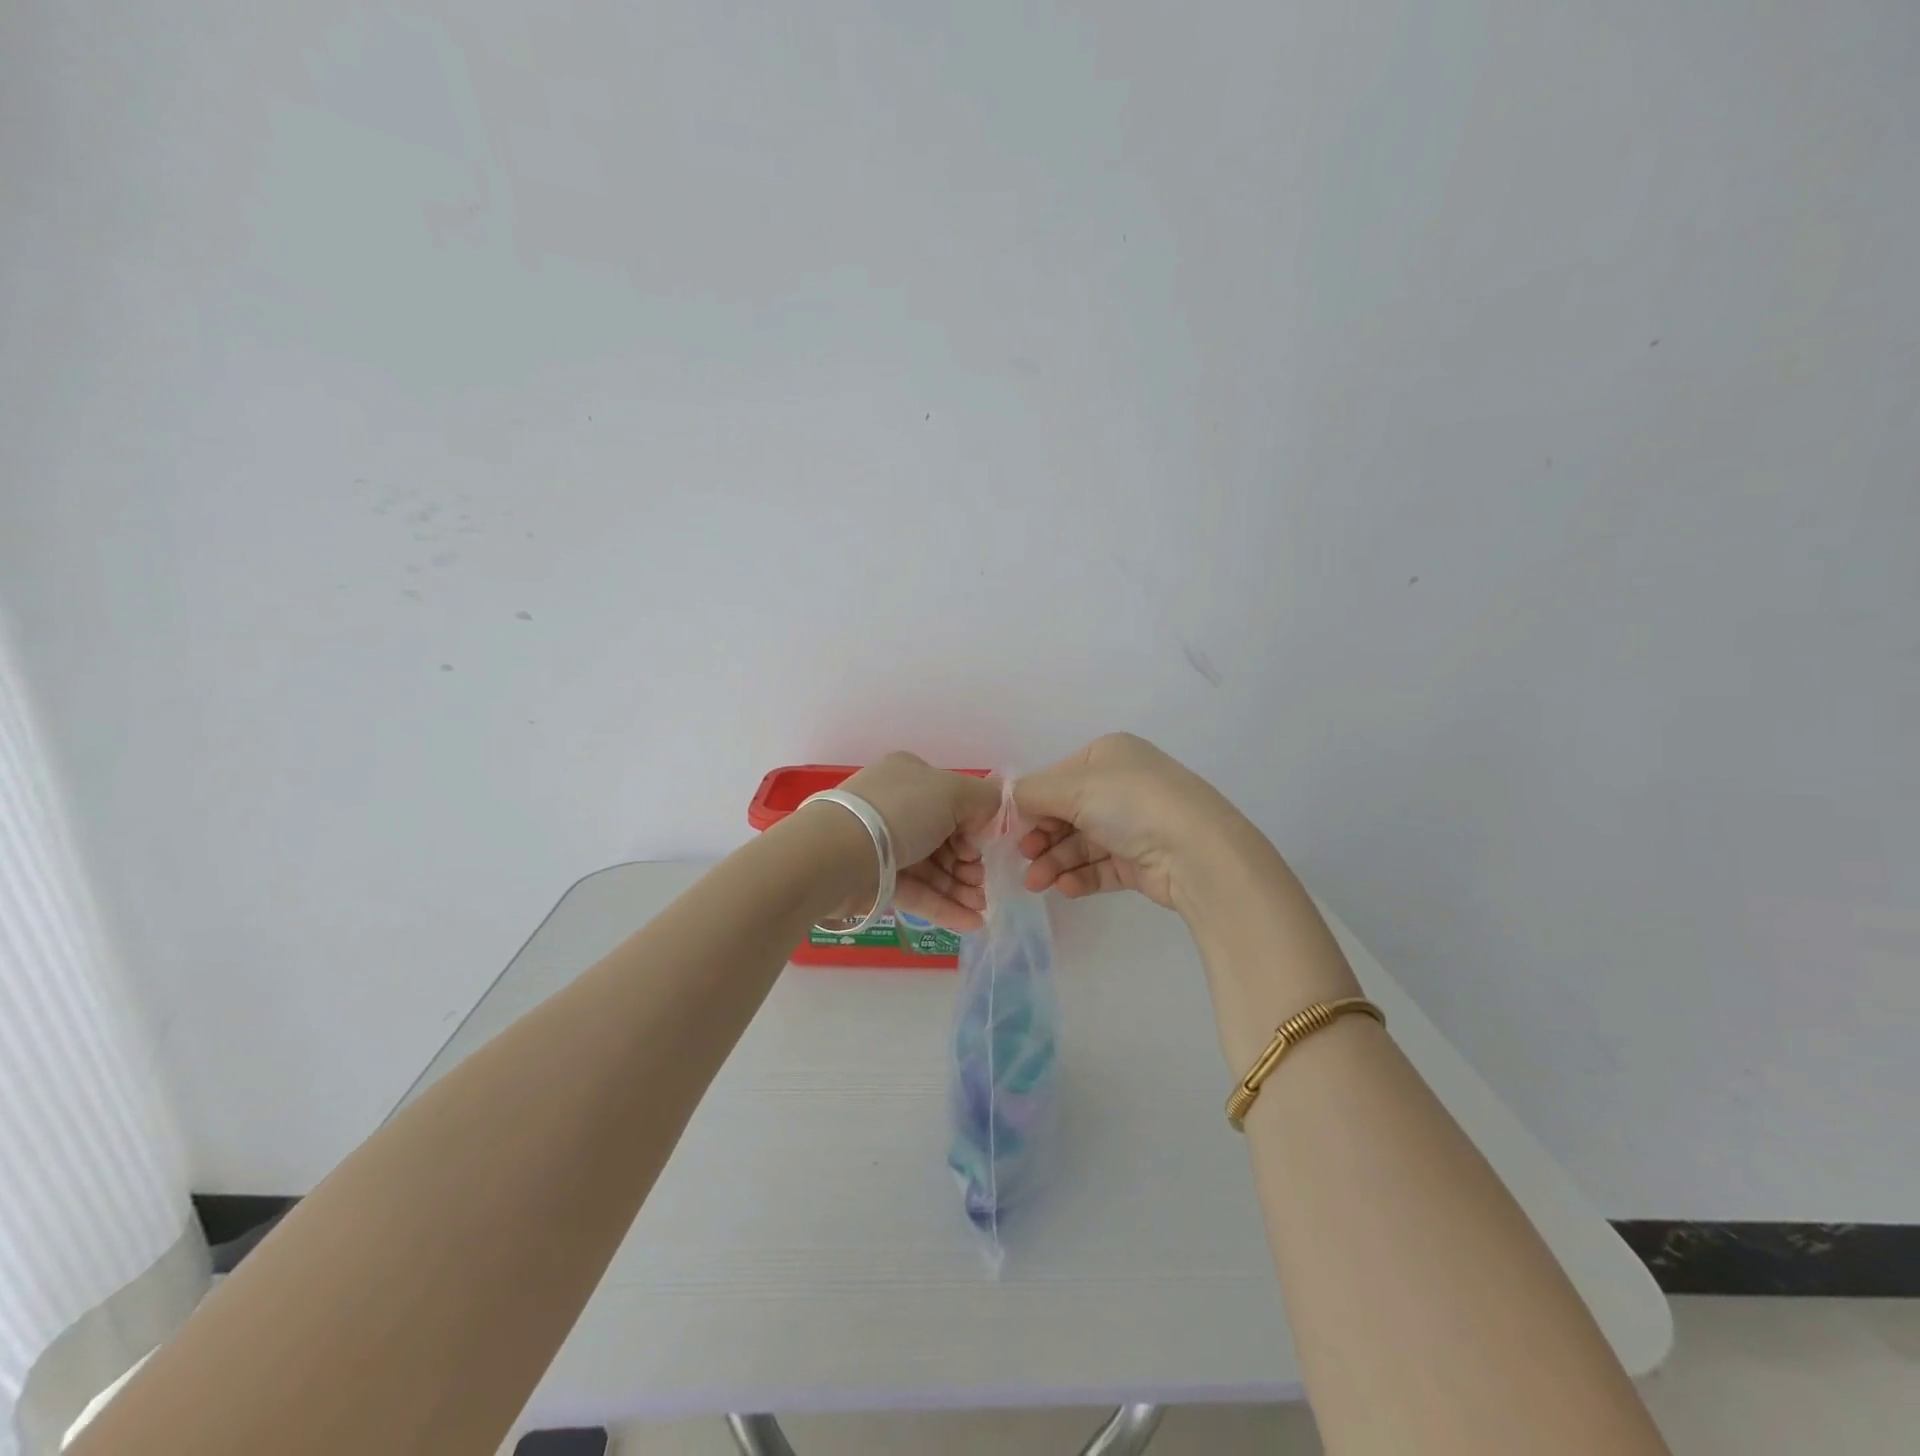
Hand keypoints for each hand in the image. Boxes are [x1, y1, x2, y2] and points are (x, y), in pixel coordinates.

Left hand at [839, 753, 1003, 931]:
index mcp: (911, 776)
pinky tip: (971, 922)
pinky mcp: (876, 880)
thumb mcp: (952, 791)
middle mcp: (897, 807)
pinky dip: (944, 906)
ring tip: (981, 907)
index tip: (987, 846)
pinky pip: (917, 891)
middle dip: (970, 862)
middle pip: (945, 837)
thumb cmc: (899, 813)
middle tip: (983, 882)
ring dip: (960, 888)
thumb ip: (983, 799)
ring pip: (932, 867)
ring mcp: (884, 844)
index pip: (952, 800)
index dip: (974, 825)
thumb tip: (990, 817)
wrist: (836, 855)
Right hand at [1014, 733, 1249, 916]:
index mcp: (1108, 756)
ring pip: (1081, 843)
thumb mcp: (1071, 787)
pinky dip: (1080, 876)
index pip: (1057, 778)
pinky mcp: (1142, 860)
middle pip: (1067, 813)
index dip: (1032, 804)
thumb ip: (1030, 793)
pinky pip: (1101, 866)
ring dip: (1055, 861)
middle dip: (1041, 837)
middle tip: (1024, 858)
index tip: (1010, 829)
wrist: (1196, 852)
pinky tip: (1065, 887)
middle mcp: (1122, 785)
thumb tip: (1008, 800)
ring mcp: (1134, 824)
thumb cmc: (1129, 803)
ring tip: (1037, 883)